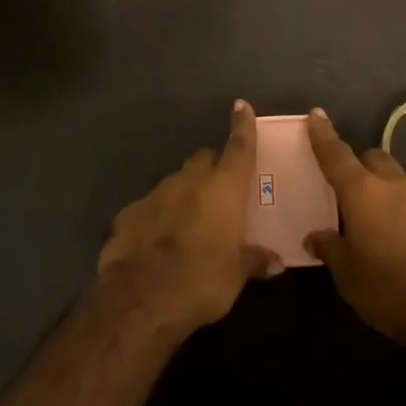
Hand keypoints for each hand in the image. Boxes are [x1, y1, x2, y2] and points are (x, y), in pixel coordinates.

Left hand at [99, 100, 280, 332]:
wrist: (140, 299)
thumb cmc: (202, 280)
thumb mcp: (237, 274)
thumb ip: (256, 260)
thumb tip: (276, 262)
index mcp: (223, 188)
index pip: (238, 147)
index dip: (242, 126)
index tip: (242, 106)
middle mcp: (190, 181)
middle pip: (204, 160)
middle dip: (213, 168)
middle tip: (221, 190)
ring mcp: (155, 193)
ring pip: (176, 182)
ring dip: (186, 194)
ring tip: (191, 222)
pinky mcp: (128, 213)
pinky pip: (151, 206)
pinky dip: (159, 216)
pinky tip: (159, 241)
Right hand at [306, 108, 405, 344]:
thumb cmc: (389, 289)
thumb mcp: (348, 275)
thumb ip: (330, 249)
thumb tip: (316, 237)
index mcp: (363, 192)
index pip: (336, 155)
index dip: (323, 135)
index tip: (316, 115)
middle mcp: (395, 185)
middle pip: (373, 159)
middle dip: (359, 165)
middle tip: (348, 189)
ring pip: (399, 181)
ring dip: (385, 192)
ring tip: (378, 222)